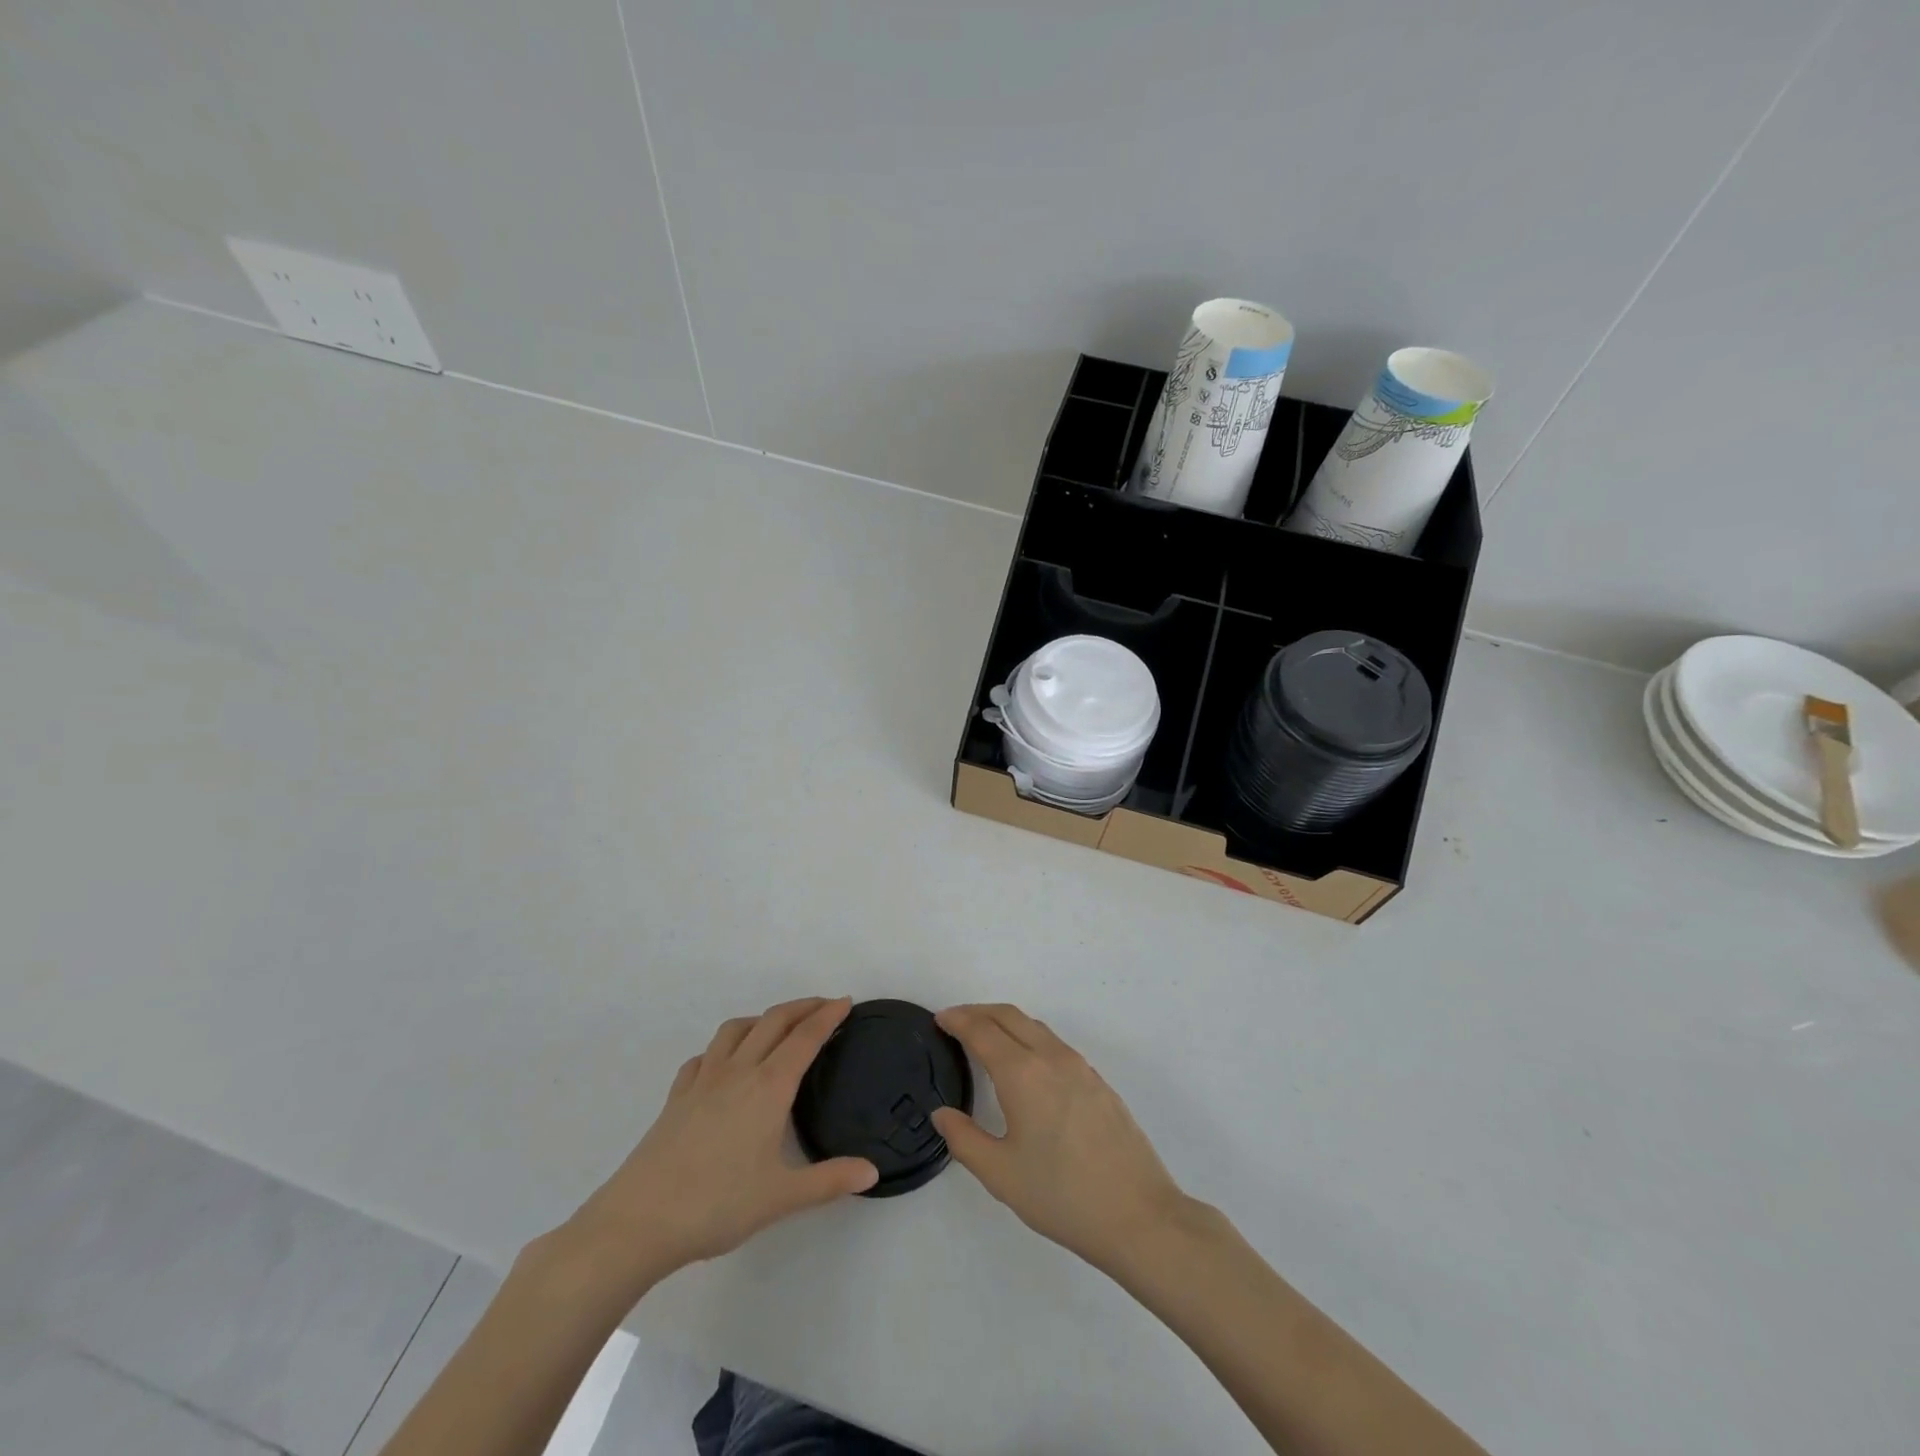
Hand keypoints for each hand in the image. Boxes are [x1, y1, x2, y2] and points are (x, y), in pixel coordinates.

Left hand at [558, 997, 876, 1294]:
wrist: (639, 1221)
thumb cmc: (717, 1205)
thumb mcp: (781, 1197)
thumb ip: (829, 1181)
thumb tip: (872, 1171)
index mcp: (769, 1087)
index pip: (805, 1038)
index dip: (827, 1016)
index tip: (845, 1002)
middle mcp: (738, 1071)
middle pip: (773, 1022)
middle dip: (802, 1007)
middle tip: (824, 1006)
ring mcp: (703, 1081)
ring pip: (736, 1030)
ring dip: (762, 1019)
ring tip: (776, 1027)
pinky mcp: (676, 1097)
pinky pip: (704, 1056)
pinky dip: (723, 1048)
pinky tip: (724, 1064)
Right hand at [931, 1003, 1189, 1272]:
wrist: (1137, 1214)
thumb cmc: (1061, 1195)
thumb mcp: (1000, 1175)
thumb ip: (964, 1140)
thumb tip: (942, 1114)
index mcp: (1022, 1073)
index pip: (982, 1031)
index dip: (957, 1020)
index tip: (939, 1019)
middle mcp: (1051, 1057)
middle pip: (1009, 1015)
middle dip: (979, 1011)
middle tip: (956, 1021)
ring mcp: (1079, 1066)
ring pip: (1035, 1026)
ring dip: (1006, 1022)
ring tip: (986, 1038)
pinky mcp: (1097, 1080)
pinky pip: (1054, 1043)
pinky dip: (1029, 1037)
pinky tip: (1025, 1065)